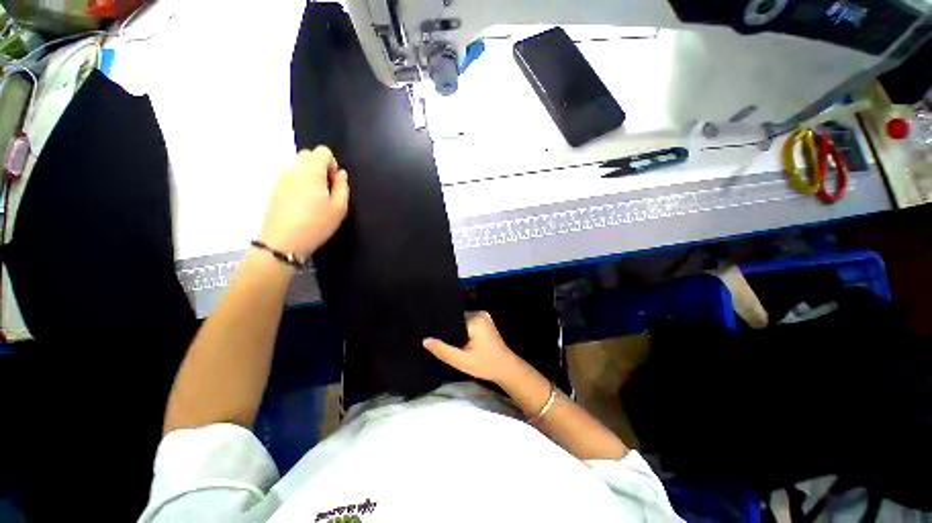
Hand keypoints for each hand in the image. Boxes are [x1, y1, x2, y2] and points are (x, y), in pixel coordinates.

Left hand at [260, 146, 349, 256]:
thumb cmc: (316, 224)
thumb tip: (340, 173)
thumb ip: (342, 186)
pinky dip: (299, 184)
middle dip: (320, 167)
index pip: (322, 151)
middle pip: (308, 155)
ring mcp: (281, 179)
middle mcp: (293, 169)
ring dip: (309, 176)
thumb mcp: (339, 208)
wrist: (283, 242)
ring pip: (298, 167)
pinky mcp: (274, 189)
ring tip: (315, 200)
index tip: (335, 182)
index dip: (333, 163)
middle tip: (327, 189)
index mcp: (311, 171)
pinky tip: (303, 205)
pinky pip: (290, 178)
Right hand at [423, 312, 523, 384]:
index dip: (441, 326)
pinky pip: (467, 322)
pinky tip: (455, 339)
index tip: (429, 332)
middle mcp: (479, 313)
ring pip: (461, 320)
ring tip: (442, 339)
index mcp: (475, 319)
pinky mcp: (484, 321)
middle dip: (447, 329)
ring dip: (454, 330)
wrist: (506, 368)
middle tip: (434, 338)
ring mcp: (483, 316)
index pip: (452, 318)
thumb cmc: (485, 365)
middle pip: (456, 319)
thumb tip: (425, 340)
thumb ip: (443, 351)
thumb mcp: (462, 361)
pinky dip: (461, 330)